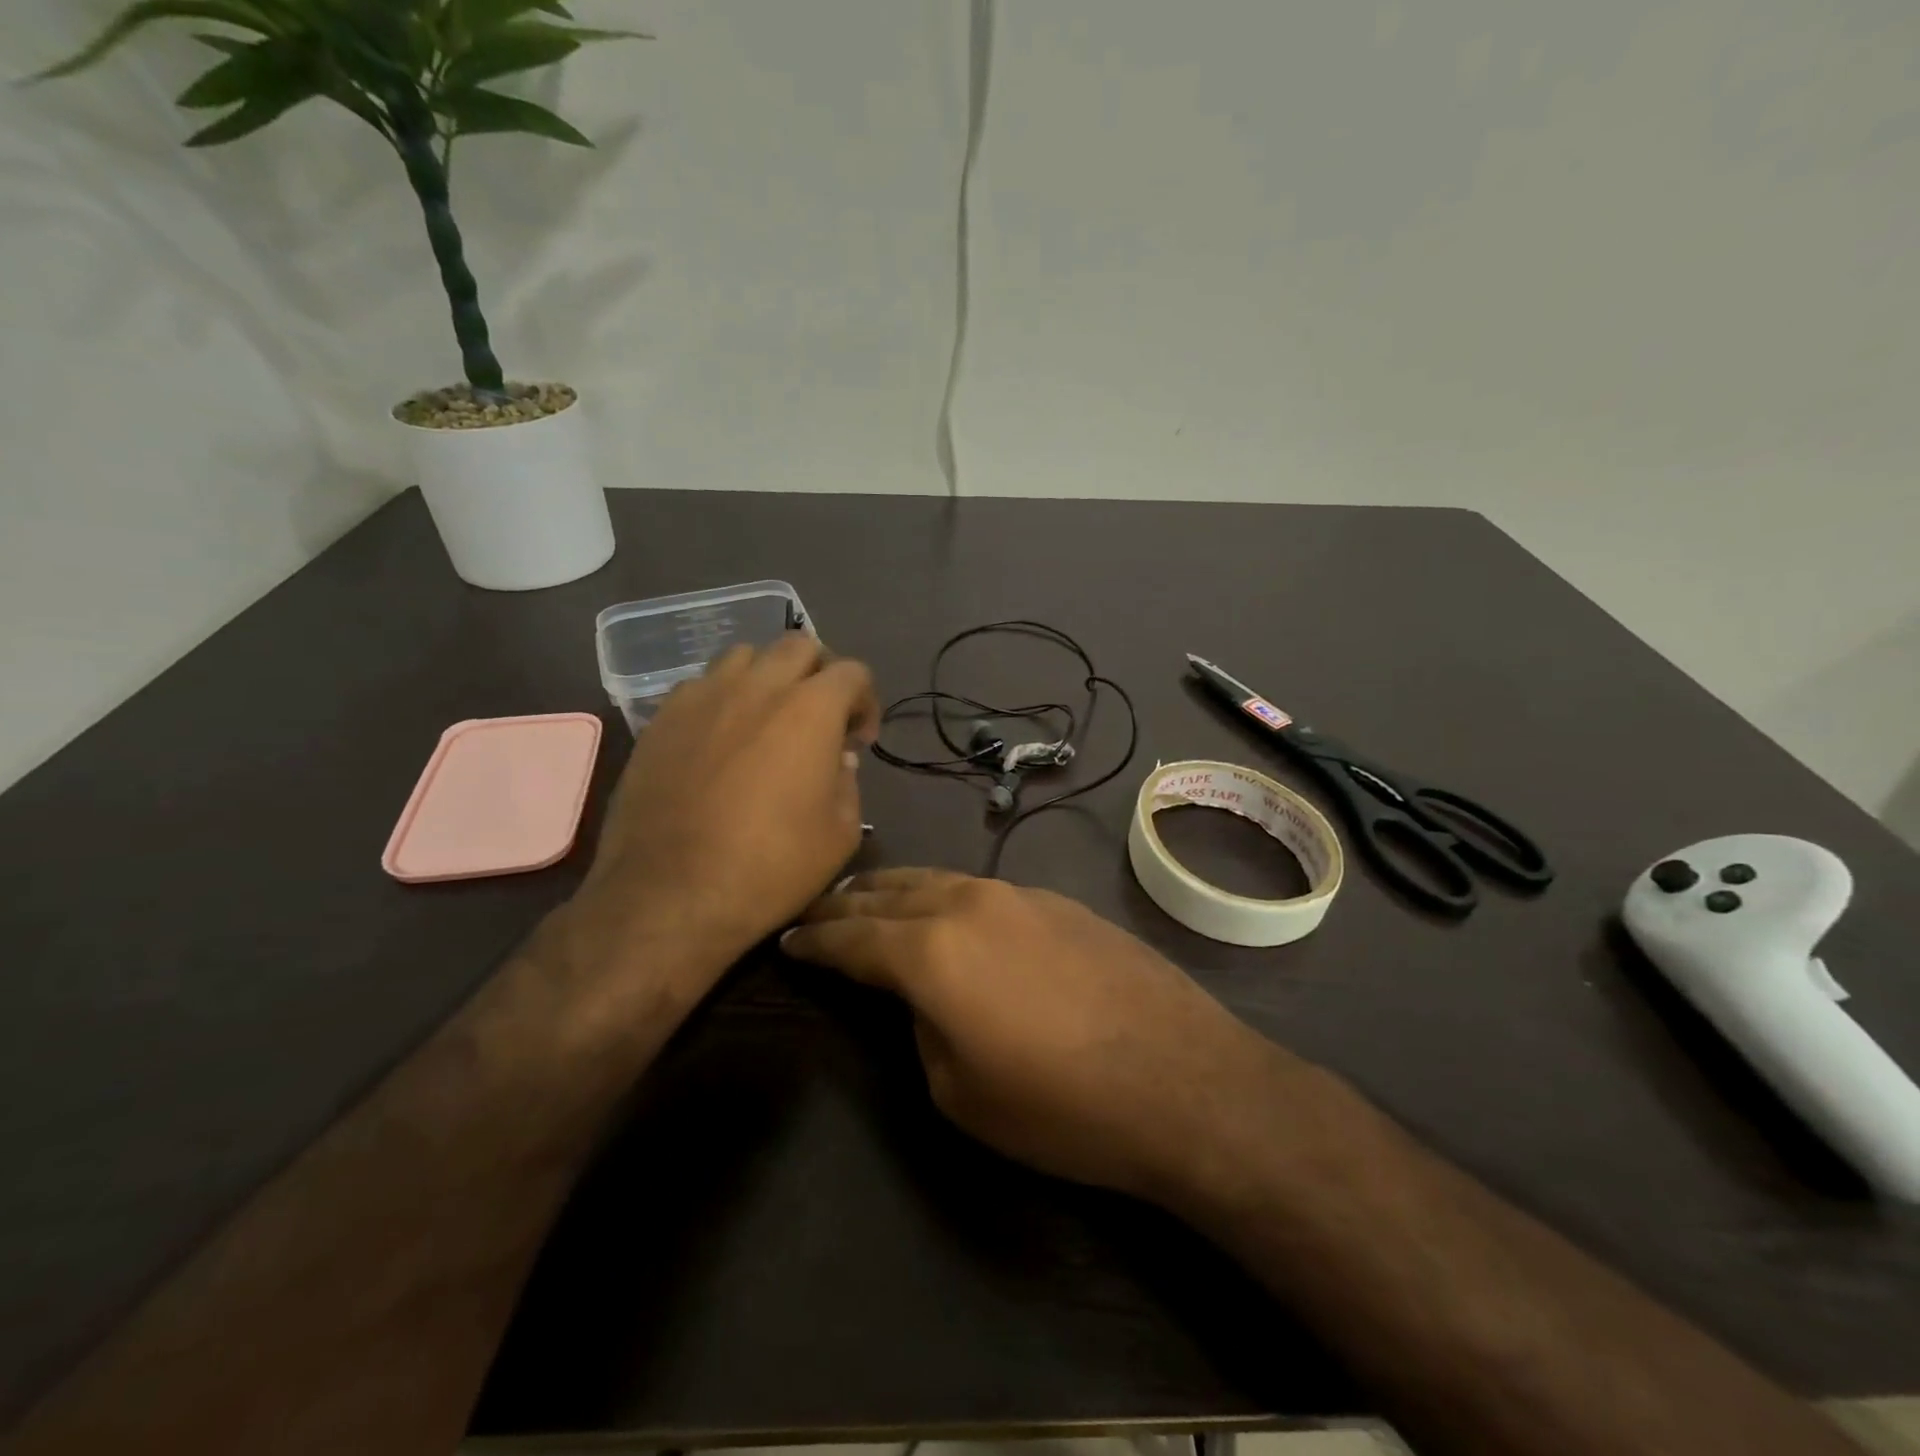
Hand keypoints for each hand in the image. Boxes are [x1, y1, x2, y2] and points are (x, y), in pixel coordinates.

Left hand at [568, 634, 877, 993]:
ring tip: (766, 719)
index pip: (852, 672)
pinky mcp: (661, 719)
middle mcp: (757, 687)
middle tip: (819, 718)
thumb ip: (848, 783)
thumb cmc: (770, 867)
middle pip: (798, 646)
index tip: (858, 740)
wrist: (671, 895)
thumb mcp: (840, 835)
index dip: (865, 701)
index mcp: (810, 709)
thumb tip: (835, 757)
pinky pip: (700, 686)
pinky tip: (719, 739)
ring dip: (767, 677)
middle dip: (819, 673)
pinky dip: (721, 698)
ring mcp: (702, 697)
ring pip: (744, 656)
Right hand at [781, 869, 1316, 1205]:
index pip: (852, 938)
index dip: (814, 942)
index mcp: (930, 951)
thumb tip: (921, 997)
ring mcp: (1018, 894)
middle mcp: (968, 903)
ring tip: (869, 898)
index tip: (787, 940)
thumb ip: (921, 1027)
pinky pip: (979, 888)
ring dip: (894, 889)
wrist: (1181, 1079)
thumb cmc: (1060, 1105)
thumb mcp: (959, 1092)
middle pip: (888, 892)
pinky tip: (944, 909)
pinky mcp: (1057, 900)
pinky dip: (944, 895)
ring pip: (936, 879)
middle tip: (817, 912)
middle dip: (846, 902)